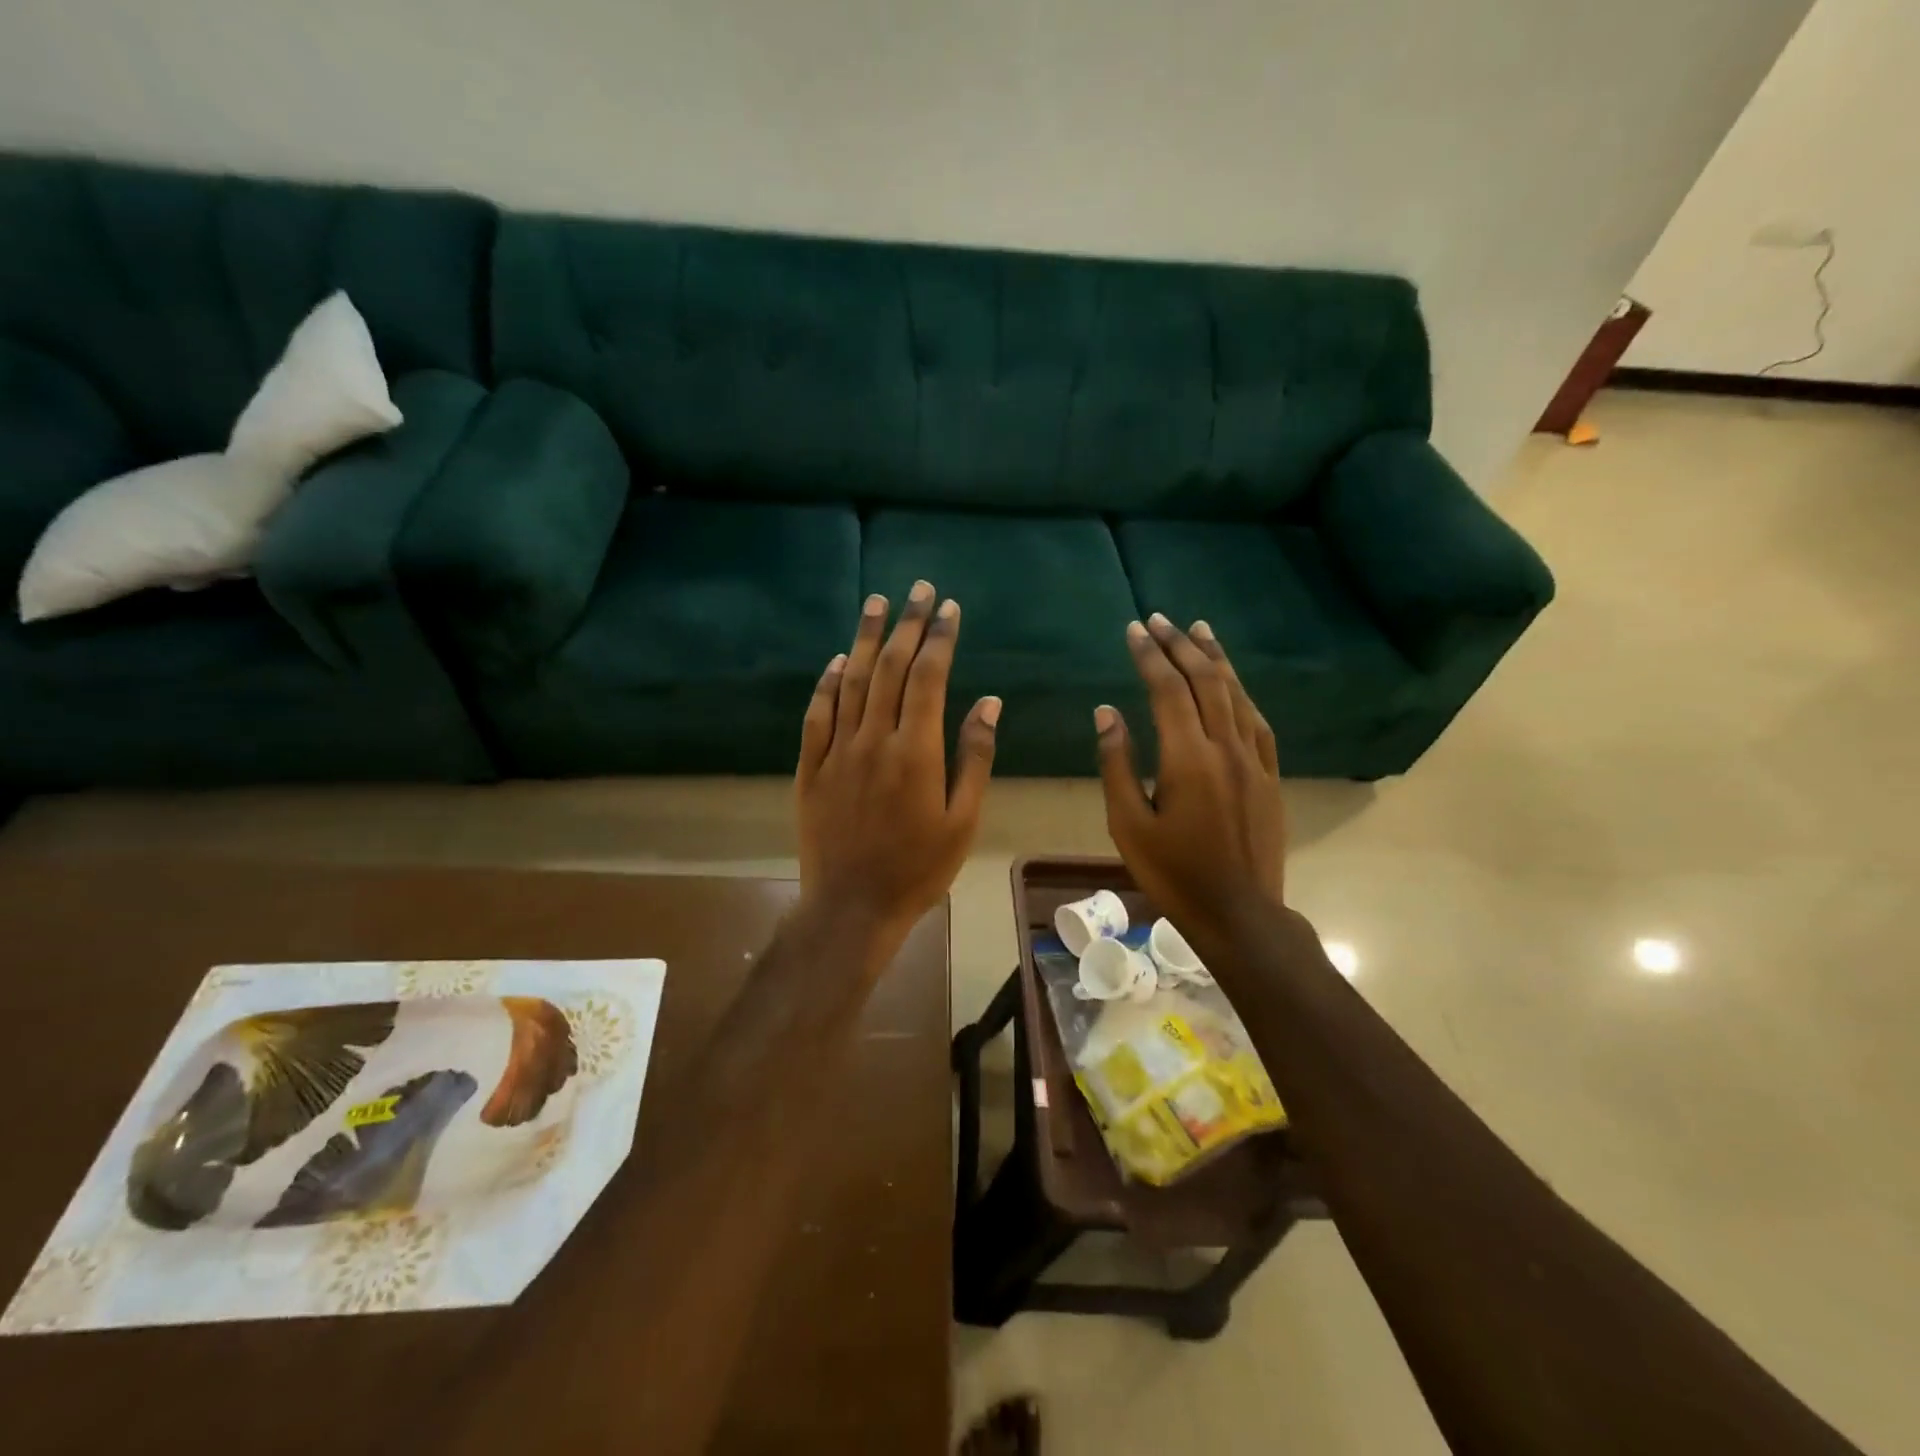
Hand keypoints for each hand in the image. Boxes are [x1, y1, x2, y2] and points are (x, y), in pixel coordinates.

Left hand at [796, 581, 999, 955]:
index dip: (938, 639)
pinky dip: (827, 683)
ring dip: (864, 638)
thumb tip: (987, 701)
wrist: (852, 907)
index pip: (927, 678)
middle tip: (917, 589)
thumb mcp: (963, 820)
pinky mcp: (810, 768)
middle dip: (905, 625)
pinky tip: (837, 661)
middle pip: (888, 668)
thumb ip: (975, 757)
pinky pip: (816, 715)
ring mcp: (836, 751)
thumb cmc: (919, 868)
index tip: (948, 608)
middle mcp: (873, 739)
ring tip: (875, 602)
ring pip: (850, 681)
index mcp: (915, 751)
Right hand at [1095, 614, 1285, 937]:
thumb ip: (1116, 763)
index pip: (1167, 689)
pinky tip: (1233, 683)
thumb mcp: (1128, 823)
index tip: (1133, 629)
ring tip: (1199, 630)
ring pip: (1236, 694)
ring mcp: (1253, 761)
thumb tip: (1107, 712)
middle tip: (1159, 620)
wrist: (1238, 913)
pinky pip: (1257, 722)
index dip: (1149, 655)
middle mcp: (1225, 748)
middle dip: (1180, 645)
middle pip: (1205, 681)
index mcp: (1187, 758)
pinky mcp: (1269, 776)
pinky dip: (1242, 693)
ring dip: (1216, 659)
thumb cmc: (1173, 872)